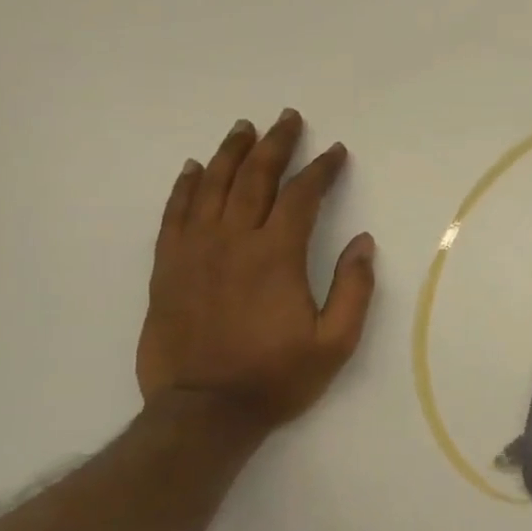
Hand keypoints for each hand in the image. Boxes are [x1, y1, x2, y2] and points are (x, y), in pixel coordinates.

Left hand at [137, 110, 375, 430]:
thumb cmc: (277, 377)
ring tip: (244, 128)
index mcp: (277, 256)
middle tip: (288, 119)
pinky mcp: (168, 267)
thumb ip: (354, 289)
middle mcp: (233, 241)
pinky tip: (196, 168)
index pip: (301, 196)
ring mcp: (194, 251)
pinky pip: (175, 213)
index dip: (321, 170)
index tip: (335, 152)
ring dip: (231, 153)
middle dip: (275, 144)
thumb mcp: (336, 342)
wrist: (203, 412)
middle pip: (254, 178)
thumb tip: (363, 243)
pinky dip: (186, 186)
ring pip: (212, 186)